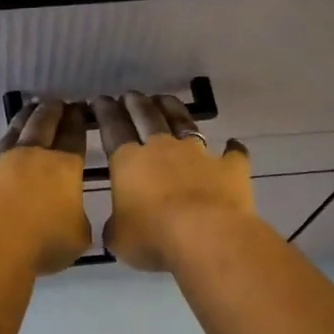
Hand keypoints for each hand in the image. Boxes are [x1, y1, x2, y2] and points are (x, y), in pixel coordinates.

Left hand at [0, 99, 91, 274]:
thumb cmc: (43, 244)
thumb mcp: (78, 236)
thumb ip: (78, 219)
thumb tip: (72, 214)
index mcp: (64, 167)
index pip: (74, 136)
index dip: (77, 121)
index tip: (80, 108)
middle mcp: (31, 155)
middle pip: (44, 125)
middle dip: (53, 111)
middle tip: (57, 101)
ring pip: (12, 131)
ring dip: (22, 117)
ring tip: (30, 105)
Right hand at [92, 92, 254, 271]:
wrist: (206, 236)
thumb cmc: (153, 237)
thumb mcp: (119, 238)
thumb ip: (115, 227)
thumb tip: (118, 226)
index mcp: (129, 162)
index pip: (113, 128)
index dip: (105, 113)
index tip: (100, 100)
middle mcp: (162, 149)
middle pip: (147, 117)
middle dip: (136, 104)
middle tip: (130, 95)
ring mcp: (198, 155)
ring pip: (184, 123)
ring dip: (173, 109)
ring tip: (165, 100)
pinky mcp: (229, 168)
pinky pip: (232, 154)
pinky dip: (232, 149)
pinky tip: (233, 144)